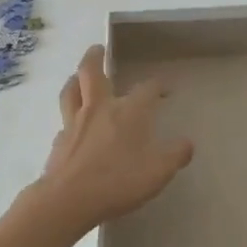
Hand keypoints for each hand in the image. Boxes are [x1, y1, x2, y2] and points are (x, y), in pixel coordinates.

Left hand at [35, 45, 194, 231]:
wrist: (69, 199)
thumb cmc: (119, 181)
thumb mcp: (159, 172)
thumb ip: (175, 155)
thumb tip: (187, 143)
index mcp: (129, 111)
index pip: (147, 89)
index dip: (158, 86)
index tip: (164, 88)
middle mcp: (99, 108)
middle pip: (93, 72)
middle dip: (96, 56)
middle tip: (99, 48)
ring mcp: (74, 122)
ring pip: (71, 90)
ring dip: (76, 78)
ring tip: (79, 75)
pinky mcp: (59, 140)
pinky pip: (64, 119)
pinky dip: (69, 114)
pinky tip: (72, 123)